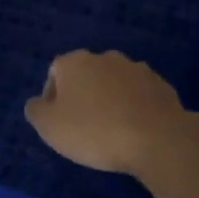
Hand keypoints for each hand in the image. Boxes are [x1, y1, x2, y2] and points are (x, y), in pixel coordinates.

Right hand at [24, 50, 189, 175]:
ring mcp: (137, 69)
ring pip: (114, 84)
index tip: (60, 122)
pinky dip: (134, 108)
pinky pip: (139, 95)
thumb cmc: (94, 131)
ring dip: (110, 100)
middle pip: (86, 75)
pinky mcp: (162, 85)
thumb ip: (36, 110)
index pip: (55, 73)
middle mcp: (105, 58)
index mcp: (74, 62)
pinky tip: (135, 131)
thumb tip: (38, 102)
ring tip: (112, 130)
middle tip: (84, 126)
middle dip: (83, 96)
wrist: (157, 139)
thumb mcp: (49, 127)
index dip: (53, 98)